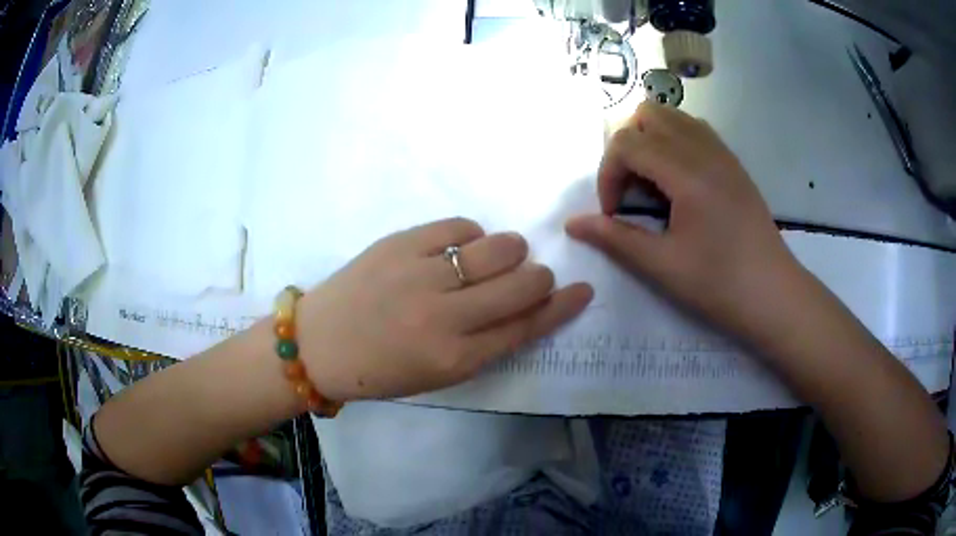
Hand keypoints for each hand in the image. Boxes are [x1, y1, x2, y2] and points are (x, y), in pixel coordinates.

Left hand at [297, 218, 592, 400]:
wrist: (319, 345)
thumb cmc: (381, 370)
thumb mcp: (439, 374)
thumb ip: (485, 344)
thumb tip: (524, 306)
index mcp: (456, 359)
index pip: (527, 326)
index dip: (562, 307)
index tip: (582, 290)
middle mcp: (446, 316)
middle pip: (523, 283)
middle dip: (540, 277)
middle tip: (530, 276)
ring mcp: (422, 275)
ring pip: (499, 247)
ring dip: (511, 251)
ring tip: (495, 258)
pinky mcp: (401, 244)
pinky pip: (460, 226)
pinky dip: (472, 234)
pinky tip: (461, 246)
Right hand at [566, 102, 800, 340]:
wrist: (773, 294)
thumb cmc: (719, 284)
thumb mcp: (662, 266)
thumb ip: (615, 238)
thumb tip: (572, 224)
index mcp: (686, 172)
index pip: (627, 142)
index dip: (608, 175)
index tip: (614, 214)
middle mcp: (704, 149)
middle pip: (647, 114)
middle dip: (626, 148)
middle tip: (630, 191)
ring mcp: (722, 152)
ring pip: (672, 116)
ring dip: (650, 140)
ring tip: (653, 184)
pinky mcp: (732, 162)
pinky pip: (694, 129)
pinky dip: (674, 142)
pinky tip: (678, 182)